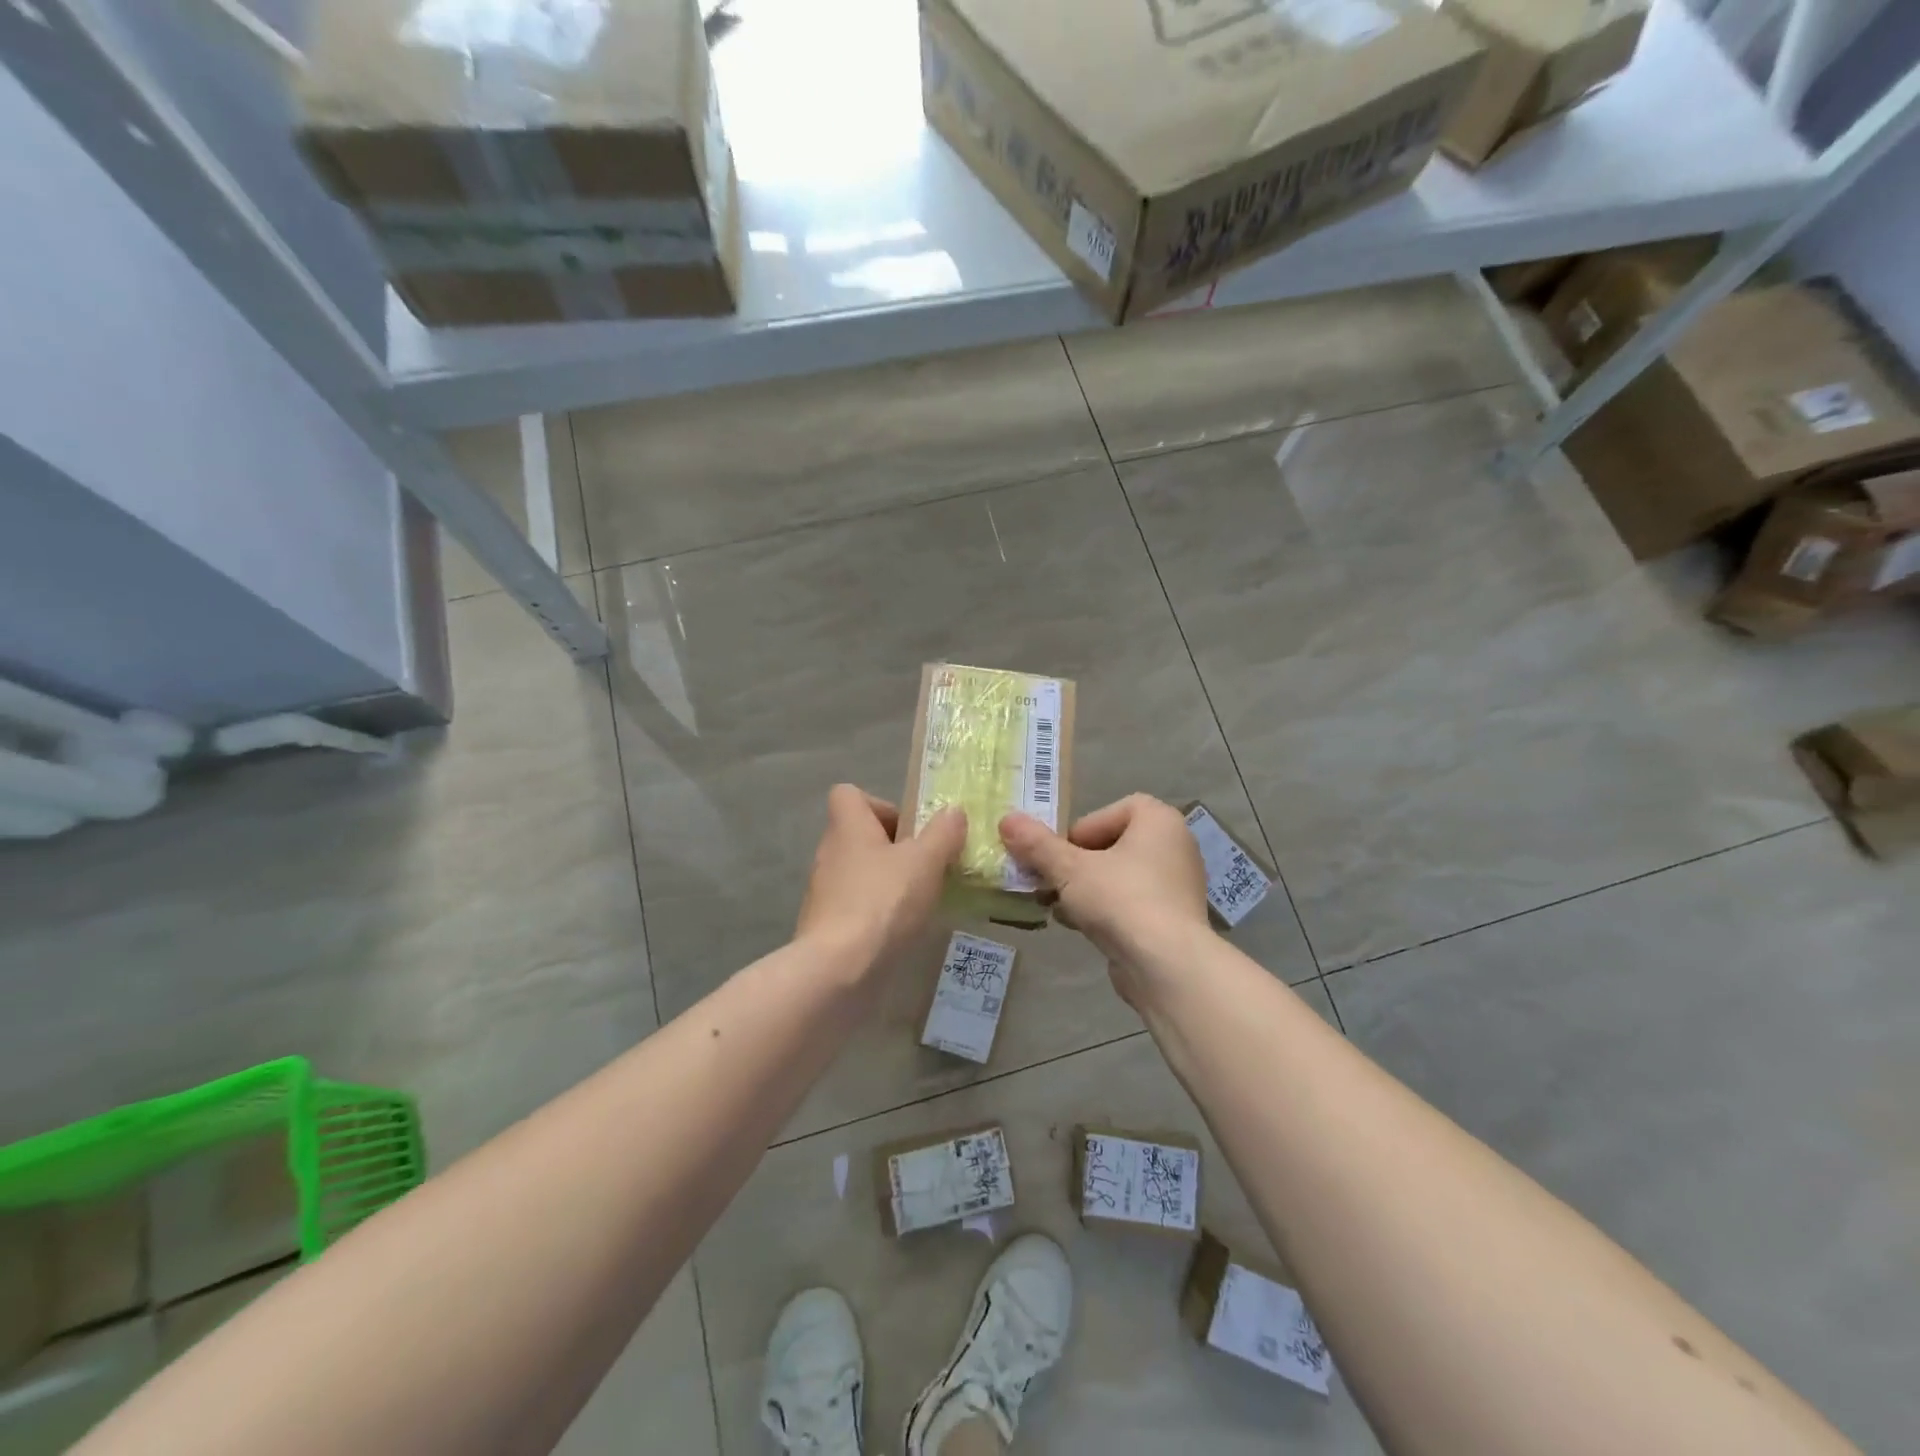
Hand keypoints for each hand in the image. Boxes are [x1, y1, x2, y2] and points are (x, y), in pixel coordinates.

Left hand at [796, 785, 965, 976]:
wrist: (838, 969)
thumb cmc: (883, 901)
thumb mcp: (925, 862)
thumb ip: (943, 834)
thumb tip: (953, 811)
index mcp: (847, 827)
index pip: (848, 794)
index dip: (880, 804)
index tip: (909, 828)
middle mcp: (829, 852)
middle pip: (859, 835)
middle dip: (893, 847)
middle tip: (925, 866)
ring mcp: (823, 891)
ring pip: (858, 871)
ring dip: (886, 881)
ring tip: (919, 900)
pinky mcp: (825, 925)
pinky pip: (854, 905)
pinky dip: (876, 912)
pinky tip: (900, 930)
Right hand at [1000, 795, 1210, 1004]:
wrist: (1167, 965)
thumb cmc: (1121, 899)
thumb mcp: (1069, 868)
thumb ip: (1037, 844)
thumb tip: (1007, 819)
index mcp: (1159, 821)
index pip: (1114, 810)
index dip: (1082, 829)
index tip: (1062, 853)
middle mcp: (1175, 847)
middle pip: (1114, 844)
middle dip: (1078, 863)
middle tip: (1053, 881)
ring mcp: (1177, 886)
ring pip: (1120, 877)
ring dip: (1087, 888)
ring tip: (1059, 906)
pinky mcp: (1174, 920)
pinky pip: (1133, 904)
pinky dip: (1107, 910)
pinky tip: (1080, 927)